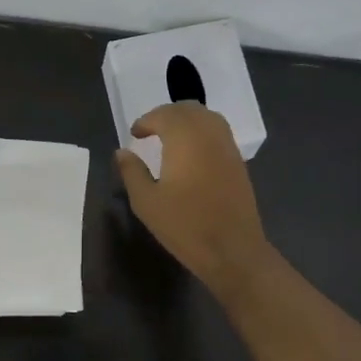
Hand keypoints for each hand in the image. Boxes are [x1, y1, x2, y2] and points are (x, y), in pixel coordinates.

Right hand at [114, 102, 274, 294]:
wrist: (232, 250)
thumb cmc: (185, 226)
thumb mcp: (146, 202)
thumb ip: (132, 172)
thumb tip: (122, 152)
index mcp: (185, 139)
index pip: (164, 115)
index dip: (146, 120)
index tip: (135, 134)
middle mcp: (209, 134)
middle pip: (188, 109)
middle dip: (167, 114)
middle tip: (150, 130)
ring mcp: (228, 147)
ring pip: (207, 118)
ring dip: (187, 120)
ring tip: (170, 138)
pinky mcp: (238, 162)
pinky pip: (219, 133)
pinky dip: (202, 132)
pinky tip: (192, 153)